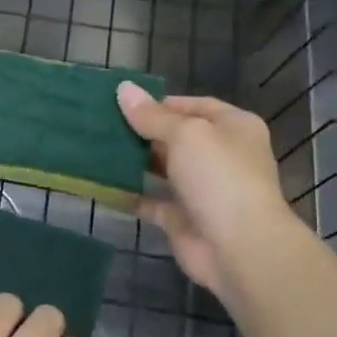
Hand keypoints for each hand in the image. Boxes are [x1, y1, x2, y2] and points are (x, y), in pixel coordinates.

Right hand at [116, 83, 297, 297]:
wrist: (239, 247)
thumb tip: (123, 89)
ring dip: (134, 161)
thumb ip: (152, 115)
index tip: (124, 103)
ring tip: (97, 148)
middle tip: (102, 124)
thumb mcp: (186, 134)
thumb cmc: (219, 177)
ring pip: (162, 169)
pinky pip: (151, 201)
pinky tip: (102, 184)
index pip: (195, 106)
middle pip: (176, 137)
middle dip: (143, 131)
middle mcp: (220, 156)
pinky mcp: (182, 218)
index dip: (161, 103)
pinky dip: (130, 194)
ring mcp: (201, 189)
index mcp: (234, 128)